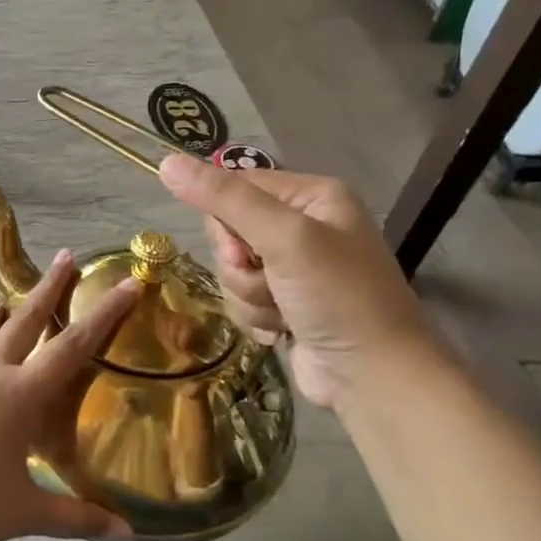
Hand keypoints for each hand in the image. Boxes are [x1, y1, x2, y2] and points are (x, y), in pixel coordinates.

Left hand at [0, 249, 138, 540]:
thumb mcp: (25, 513)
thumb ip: (76, 517)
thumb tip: (127, 533)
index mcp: (19, 395)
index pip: (72, 346)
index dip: (103, 315)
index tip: (125, 285)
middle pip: (25, 320)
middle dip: (49, 287)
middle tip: (67, 256)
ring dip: (4, 311)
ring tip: (8, 295)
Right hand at [157, 153, 437, 409]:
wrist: (374, 378)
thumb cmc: (338, 297)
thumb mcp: (283, 238)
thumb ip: (224, 199)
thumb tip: (166, 162)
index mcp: (312, 196)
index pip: (235, 186)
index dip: (226, 221)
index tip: (245, 250)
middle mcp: (303, 225)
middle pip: (229, 231)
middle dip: (240, 266)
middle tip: (270, 282)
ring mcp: (295, 267)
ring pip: (232, 269)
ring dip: (248, 295)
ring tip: (282, 312)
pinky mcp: (285, 302)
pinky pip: (242, 296)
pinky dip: (255, 315)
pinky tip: (282, 329)